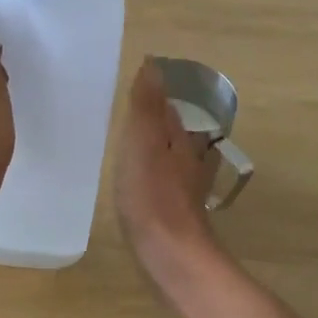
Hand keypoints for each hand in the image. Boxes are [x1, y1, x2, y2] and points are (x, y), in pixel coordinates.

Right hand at [115, 59, 222, 286]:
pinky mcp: (175, 216)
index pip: (168, 110)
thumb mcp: (144, 143)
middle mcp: (188, 163)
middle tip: (130, 115)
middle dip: (157, 124)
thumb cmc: (153, 195)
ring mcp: (184, 192)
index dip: (153, 98)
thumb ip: (146, 106)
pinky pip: (163, 186)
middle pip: (173, 135)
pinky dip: (154, 179)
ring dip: (157, 152)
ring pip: (171, 161)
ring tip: (133, 147)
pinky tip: (141, 186)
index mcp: (179, 141)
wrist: (170, 254)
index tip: (134, 88)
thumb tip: (153, 64)